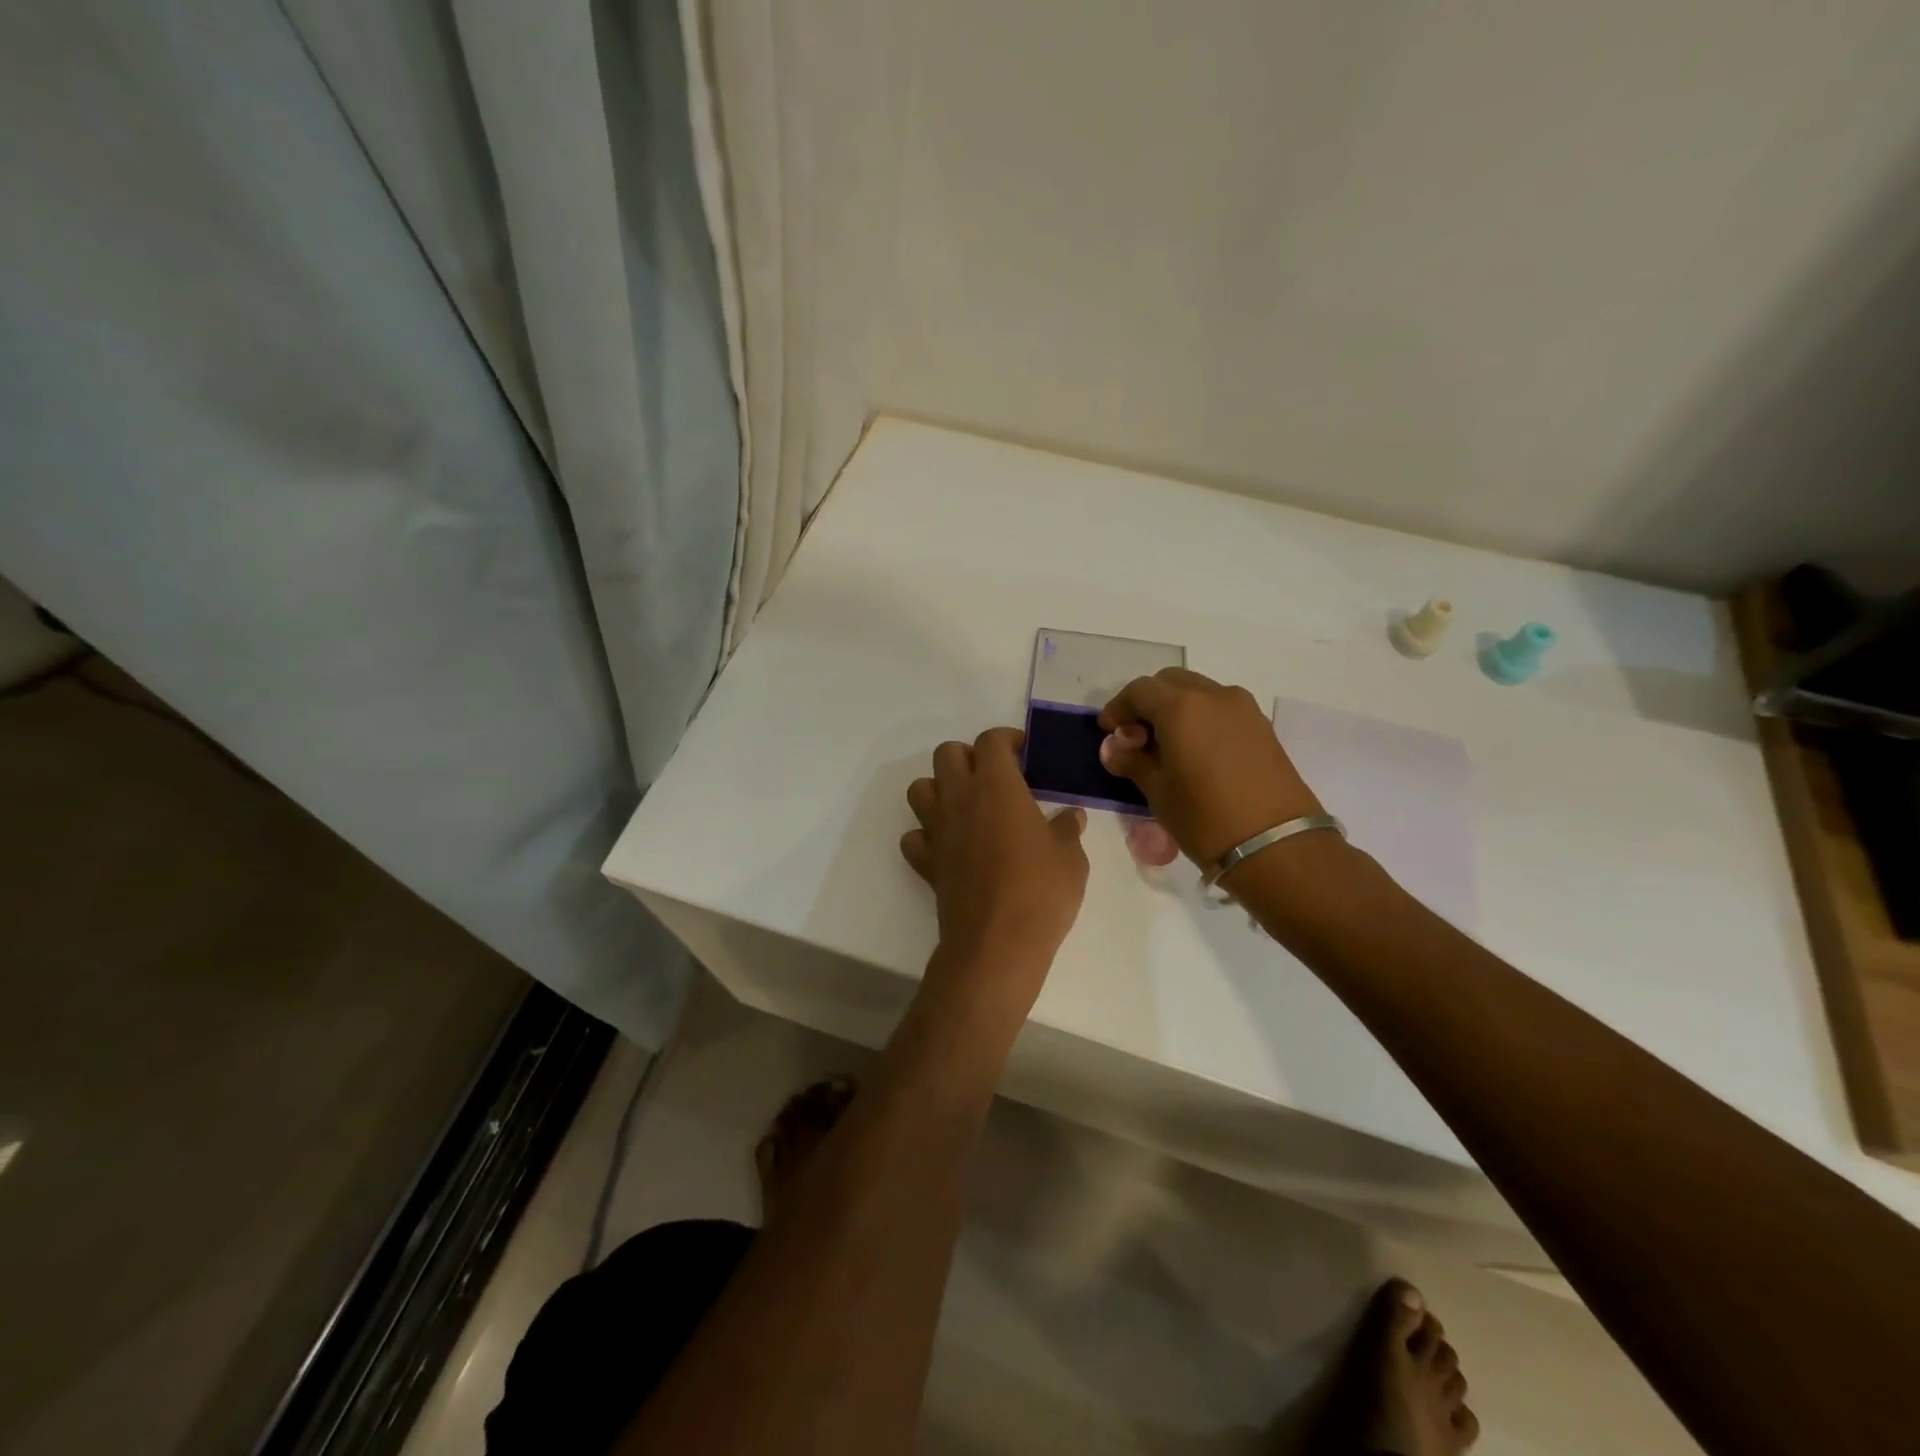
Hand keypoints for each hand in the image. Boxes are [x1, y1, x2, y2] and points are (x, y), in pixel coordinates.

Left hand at [901, 727, 1089, 1015]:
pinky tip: (948, 846)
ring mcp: (937, 830)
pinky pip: (914, 836)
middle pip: (947, 754)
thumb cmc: (1041, 892)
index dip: (1007, 739)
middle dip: (969, 756)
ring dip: (939, 789)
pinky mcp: (926, 862)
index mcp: (997, 786)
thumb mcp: (1071, 858)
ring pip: (919, 788)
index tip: (1024, 753)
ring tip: (967, 806)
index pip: (991, 741)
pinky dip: (926, 835)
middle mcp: (960, 799)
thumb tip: (1071, 816)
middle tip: (995, 777)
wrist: (997, 943)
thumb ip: (1067, 829)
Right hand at [1098, 668, 1322, 866]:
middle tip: (1136, 736)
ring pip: (1198, 692)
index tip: (1109, 732)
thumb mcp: (1158, 793)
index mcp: (1181, 707)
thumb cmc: (1206, 819)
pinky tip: (1195, 751)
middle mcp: (1214, 696)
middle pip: (1170, 682)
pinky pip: (1221, 708)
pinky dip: (1201, 718)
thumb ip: (1132, 761)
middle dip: (1148, 702)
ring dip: (1176, 708)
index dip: (1118, 708)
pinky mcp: (1262, 726)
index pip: (1139, 690)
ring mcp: (1243, 709)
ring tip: (1166, 745)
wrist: (1278, 845)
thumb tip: (1114, 748)